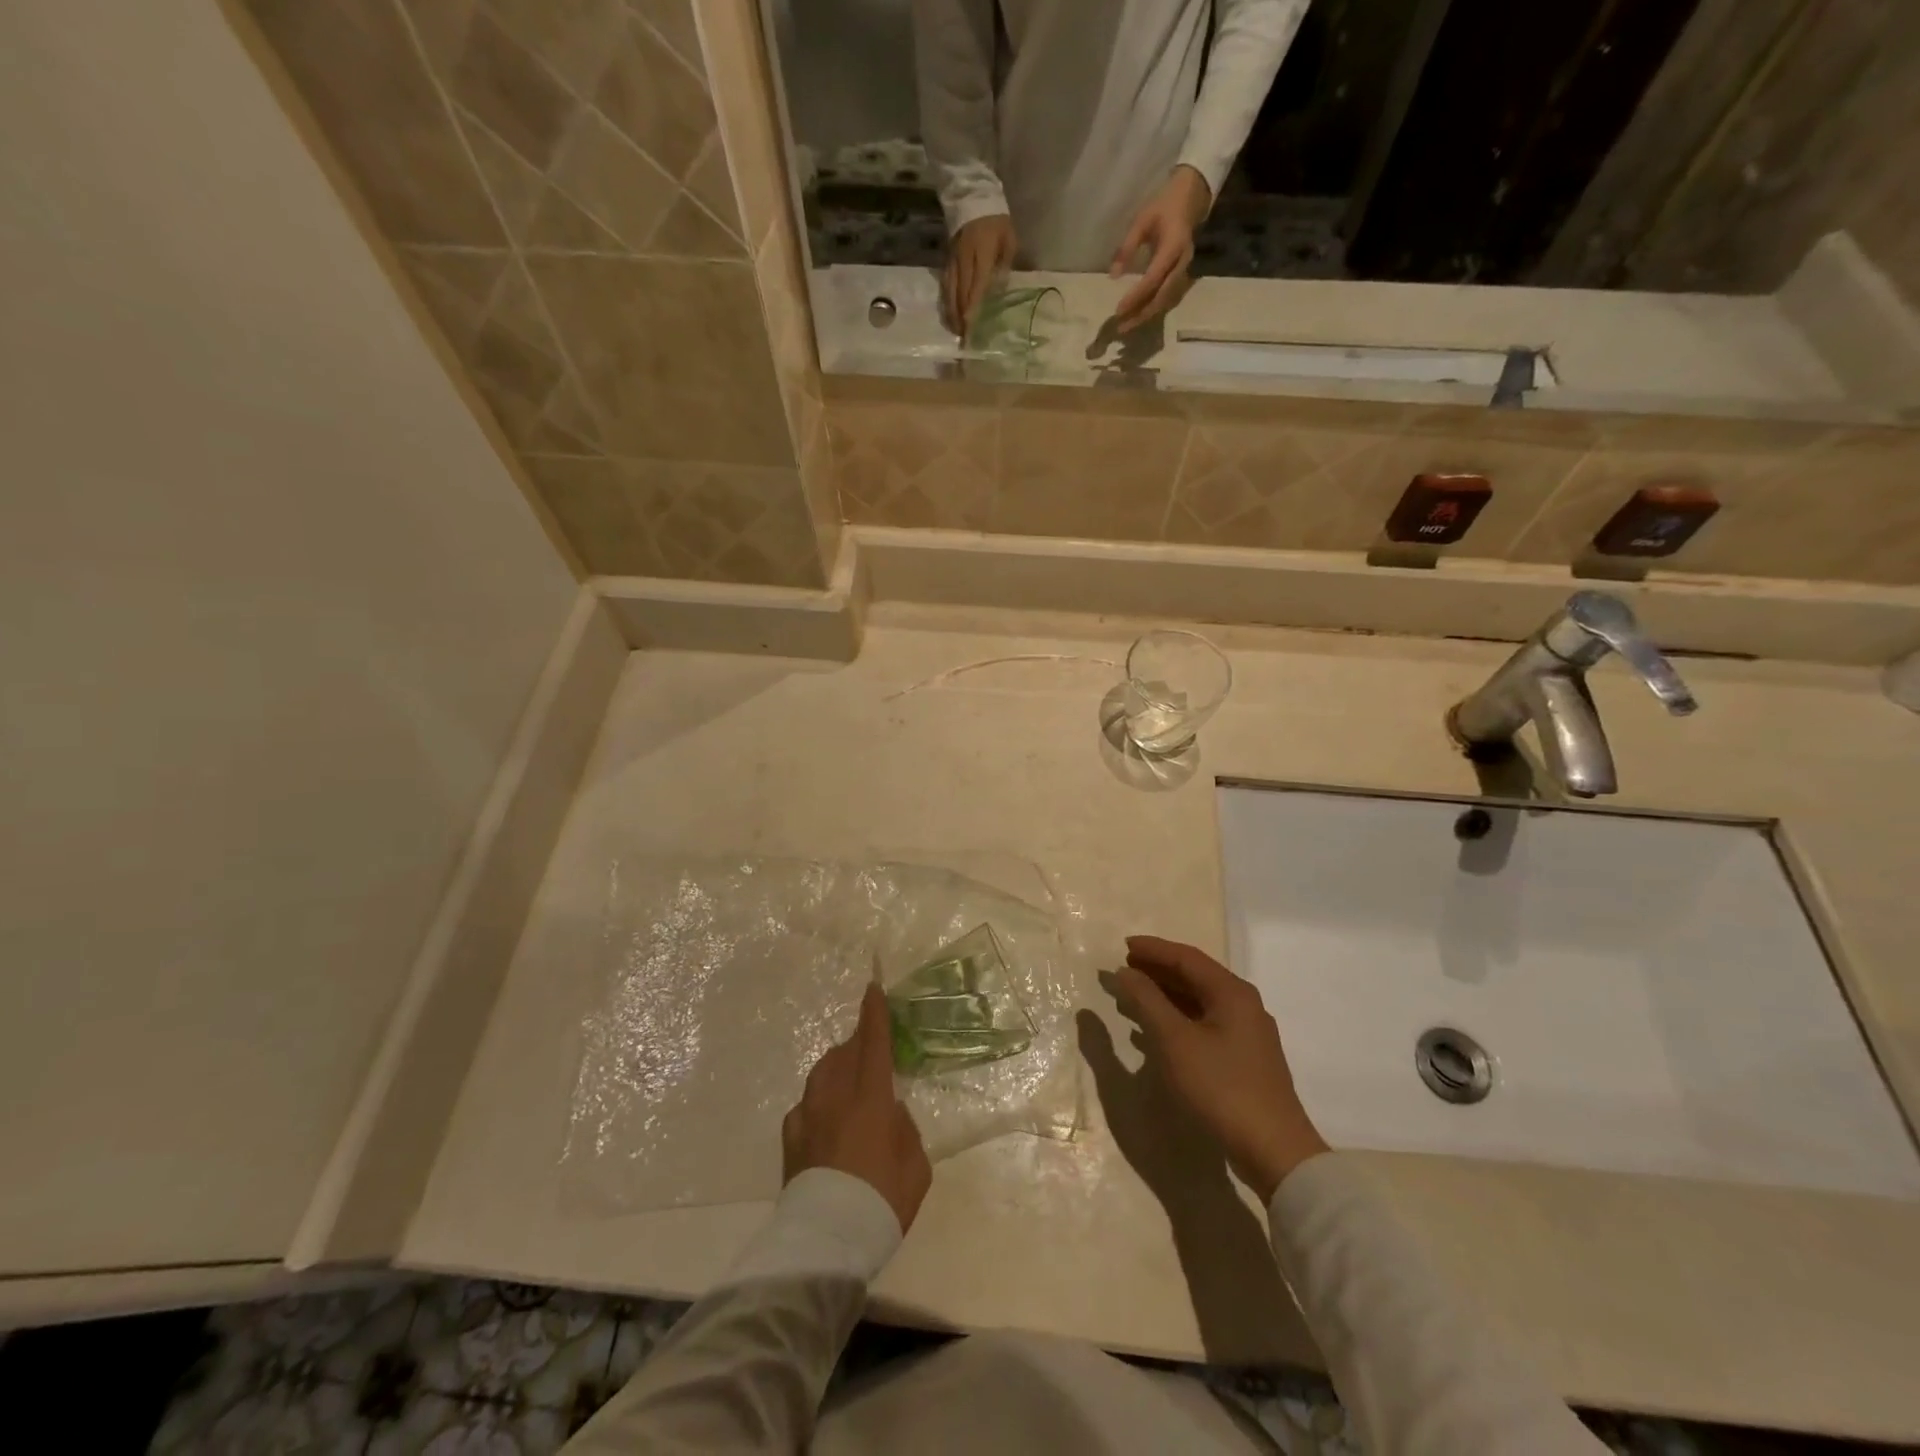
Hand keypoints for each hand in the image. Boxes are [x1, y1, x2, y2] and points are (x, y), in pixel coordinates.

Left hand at [782, 984, 931, 1233]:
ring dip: (838, 1065)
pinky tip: (825, 1116)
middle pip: (846, 1052)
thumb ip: (906, 1129)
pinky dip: (819, 1100)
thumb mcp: (916, 1166)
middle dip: (859, 1041)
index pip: (874, 1043)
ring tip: (849, 1076)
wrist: (827, 1242)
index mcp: (871, 1098)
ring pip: (822, 1072)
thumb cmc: (882, 1202)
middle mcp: (836, 1096)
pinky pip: (806, 1104)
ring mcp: (809, 1115)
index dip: (875, 1013)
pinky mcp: (790, 1138)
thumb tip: (892, 1112)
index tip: (874, 987)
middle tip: (871, 1046)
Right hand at [941, 213, 1016, 336]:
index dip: (972, 307)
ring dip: (952, 312)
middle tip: (964, 337)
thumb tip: (998, 291)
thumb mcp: (1009, 239)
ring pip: (950, 291)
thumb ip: (1004, 265)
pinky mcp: (947, 261)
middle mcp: (964, 259)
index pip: (976, 285)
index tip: (970, 326)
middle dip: (961, 316)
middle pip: (960, 293)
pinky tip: (949, 313)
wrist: (973, 197)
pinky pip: (945, 284)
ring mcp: (953, 260)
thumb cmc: (997, 221)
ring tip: (955, 330)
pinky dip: (947, 301)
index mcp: (981, 253)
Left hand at [1109, 166, 1210, 333]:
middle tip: (1121, 327)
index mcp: (1173, 247)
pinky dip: (1153, 309)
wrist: (1191, 198)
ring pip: (1166, 301)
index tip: (1118, 310)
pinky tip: (1139, 316)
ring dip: (1146, 315)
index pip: (1153, 279)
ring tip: (1127, 326)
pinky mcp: (1183, 275)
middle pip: (1161, 297)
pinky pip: (1168, 298)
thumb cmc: (1163, 206)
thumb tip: (1113, 276)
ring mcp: (1185, 271)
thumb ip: (1127, 247)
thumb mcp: (1142, 221)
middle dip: (1141, 314)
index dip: (1135, 297)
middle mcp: (1182, 263)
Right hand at [1113, 935, 1328, 1203]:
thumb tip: (1125, 972)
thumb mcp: (1174, 1040)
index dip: (1153, 949)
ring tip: (1133, 996)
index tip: (1123, 946)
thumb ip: (1147, 1000)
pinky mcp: (1245, 1059)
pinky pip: (1205, 1024)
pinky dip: (1177, 1019)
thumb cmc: (1220, 1086)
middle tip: (1125, 968)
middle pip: (1195, 976)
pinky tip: (1156, 1032)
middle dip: (1158, 970)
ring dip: (1165, 995)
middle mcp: (1243, 1005)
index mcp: (1231, 992)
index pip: (1187, 957)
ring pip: (1199, 1001)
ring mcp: (1247, 1033)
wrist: (1273, 1150)